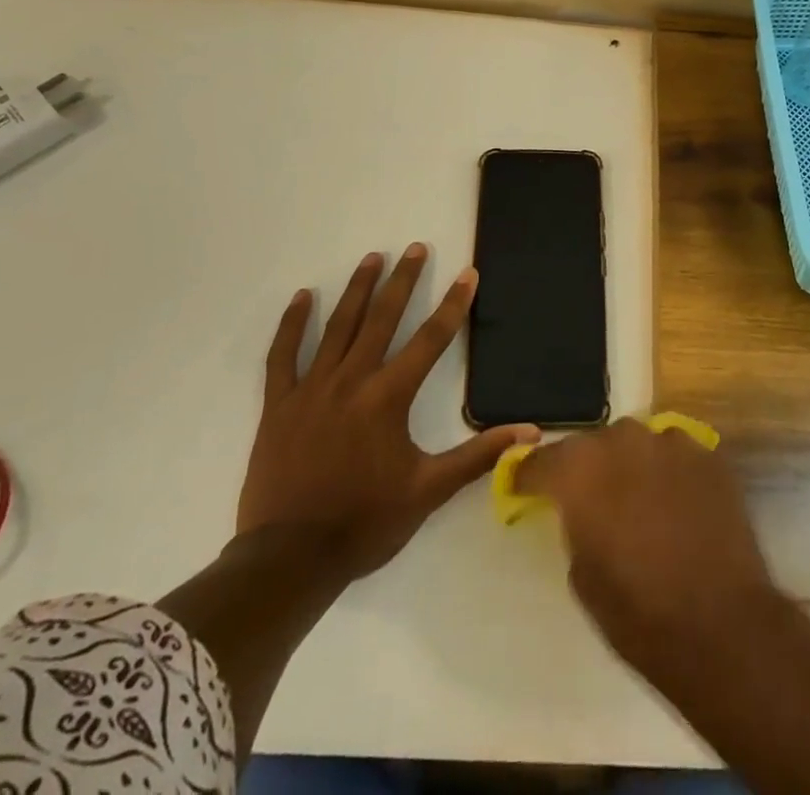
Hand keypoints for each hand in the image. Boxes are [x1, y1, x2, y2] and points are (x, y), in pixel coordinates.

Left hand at [236, 244, 537, 582]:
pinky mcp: (279, 404)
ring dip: (358, 290)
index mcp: (389, 397)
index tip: (467, 274)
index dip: (453, 304)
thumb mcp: (429, 491)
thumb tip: (530, 434)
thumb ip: (478, 457)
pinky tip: (303, 297)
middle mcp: (351, 380)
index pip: (430, 339)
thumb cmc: (364, 523)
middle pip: (382, 318)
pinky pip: (282, 355)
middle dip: (403, 280)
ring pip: (338, 327)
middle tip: (415, 248)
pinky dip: (292, 324)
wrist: (289, 560)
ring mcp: (311, 389)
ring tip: (372, 258)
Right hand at [513, 418, 781, 671]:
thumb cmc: (638, 612)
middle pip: (593, 445)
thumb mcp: (582, 574)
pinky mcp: (708, 455)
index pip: (541, 460)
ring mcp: (670, 441)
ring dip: (631, 466)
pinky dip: (669, 473)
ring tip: (638, 501)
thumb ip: (575, 523)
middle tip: (591, 500)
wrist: (721, 625)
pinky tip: (676, 504)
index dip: (530, 476)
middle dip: (588, 469)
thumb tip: (582, 510)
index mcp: (580, 468)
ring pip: (637, 444)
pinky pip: (675, 455)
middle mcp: (622, 439)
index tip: (525, 487)